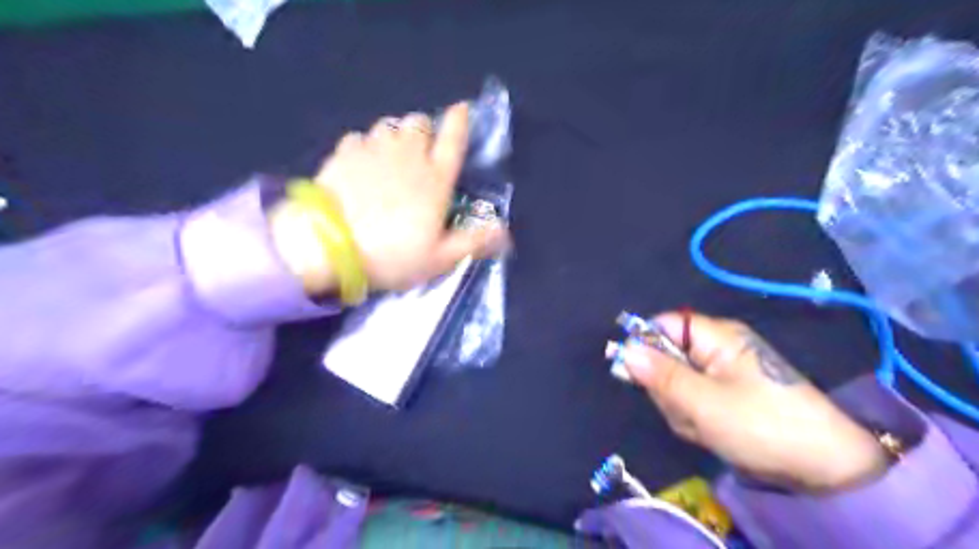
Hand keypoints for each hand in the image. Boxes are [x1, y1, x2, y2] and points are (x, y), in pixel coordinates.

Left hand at [271, 102, 508, 294]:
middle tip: (420, 152)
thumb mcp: (440, 258)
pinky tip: (361, 163)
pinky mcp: (344, 153)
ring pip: (389, 125)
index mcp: (435, 179)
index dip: (460, 121)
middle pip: (419, 123)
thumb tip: (504, 231)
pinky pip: (359, 137)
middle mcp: (408, 156)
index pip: (453, 139)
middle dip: (424, 131)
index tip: (462, 108)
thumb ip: (473, 241)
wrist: (330, 248)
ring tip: (391, 157)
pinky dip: (365, 145)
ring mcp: (374, 150)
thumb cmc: (392, 255)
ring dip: (395, 136)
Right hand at [622, 314, 891, 493]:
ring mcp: (720, 373)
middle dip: (668, 387)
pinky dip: (693, 418)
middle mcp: (716, 348)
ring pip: (675, 383)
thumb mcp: (704, 402)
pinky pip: (690, 400)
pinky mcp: (724, 395)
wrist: (824, 468)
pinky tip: (711, 432)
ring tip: (705, 425)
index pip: (664, 324)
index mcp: (715, 336)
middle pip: (665, 356)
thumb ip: (660, 375)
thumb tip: (625, 350)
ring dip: (681, 408)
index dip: (644, 344)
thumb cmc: (762, 425)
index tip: (634, 373)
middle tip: (687, 410)